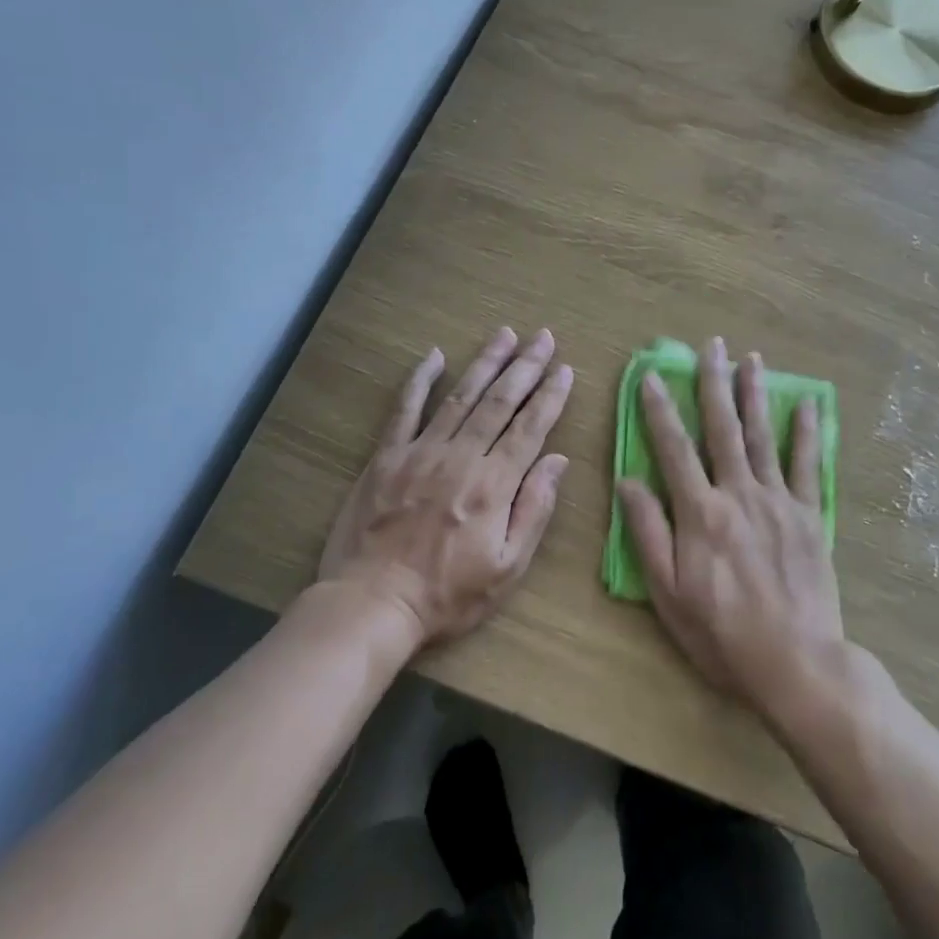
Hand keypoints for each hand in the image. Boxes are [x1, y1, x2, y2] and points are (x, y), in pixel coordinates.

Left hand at [319, 327, 572, 647]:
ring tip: (505, 334)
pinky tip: (434, 356)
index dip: (550, 396)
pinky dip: (419, 380)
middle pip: (500, 402)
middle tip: (543, 337)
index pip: (530, 428)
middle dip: (525, 366)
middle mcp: (461, 457)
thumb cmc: (448, 595)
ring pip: (460, 396)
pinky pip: (404, 409)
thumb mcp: (508, 568)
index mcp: (494, 484)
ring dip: (485, 363)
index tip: (565, 369)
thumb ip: (534, 509)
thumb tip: (557, 460)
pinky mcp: (387, 457)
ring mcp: (421, 452)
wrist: (373, 604)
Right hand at [615, 336, 843, 717]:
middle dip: (714, 383)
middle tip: (712, 346)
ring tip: (751, 358)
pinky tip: (805, 403)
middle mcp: (739, 494)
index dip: (659, 409)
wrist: (796, 662)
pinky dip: (806, 432)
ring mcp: (778, 500)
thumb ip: (648, 533)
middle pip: (722, 428)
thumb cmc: (722, 633)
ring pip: (762, 436)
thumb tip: (628, 481)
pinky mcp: (809, 515)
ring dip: (754, 394)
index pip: (674, 448)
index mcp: (700, 513)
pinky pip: (806, 464)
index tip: (650, 375)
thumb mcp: (668, 593)